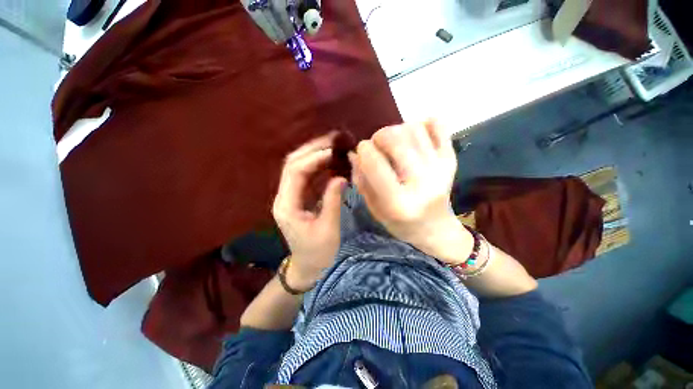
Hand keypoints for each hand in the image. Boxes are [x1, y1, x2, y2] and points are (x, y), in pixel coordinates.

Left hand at [273, 133, 346, 289]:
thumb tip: (341, 177)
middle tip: (332, 139)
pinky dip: (318, 164)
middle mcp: (284, 196)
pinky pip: (307, 175)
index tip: (333, 152)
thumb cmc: (318, 253)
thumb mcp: (328, 229)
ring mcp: (290, 196)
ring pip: (298, 166)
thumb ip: (332, 201)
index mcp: (287, 205)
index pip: (296, 172)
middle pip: (293, 163)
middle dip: (312, 149)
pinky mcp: (299, 197)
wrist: (307, 266)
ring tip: (332, 144)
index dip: (314, 158)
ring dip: (314, 153)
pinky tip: (330, 160)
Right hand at [350, 120, 471, 263]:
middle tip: (377, 146)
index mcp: (398, 201)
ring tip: (394, 145)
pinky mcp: (451, 159)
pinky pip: (438, 125)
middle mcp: (421, 182)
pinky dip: (423, 124)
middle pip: (395, 139)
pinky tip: (415, 138)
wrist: (435, 229)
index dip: (363, 149)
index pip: (374, 163)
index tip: (361, 151)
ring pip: (414, 128)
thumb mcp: (374, 208)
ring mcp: (440, 168)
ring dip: (397, 130)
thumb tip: (355, 153)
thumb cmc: (400, 223)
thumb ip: (361, 180)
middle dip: (379, 136)